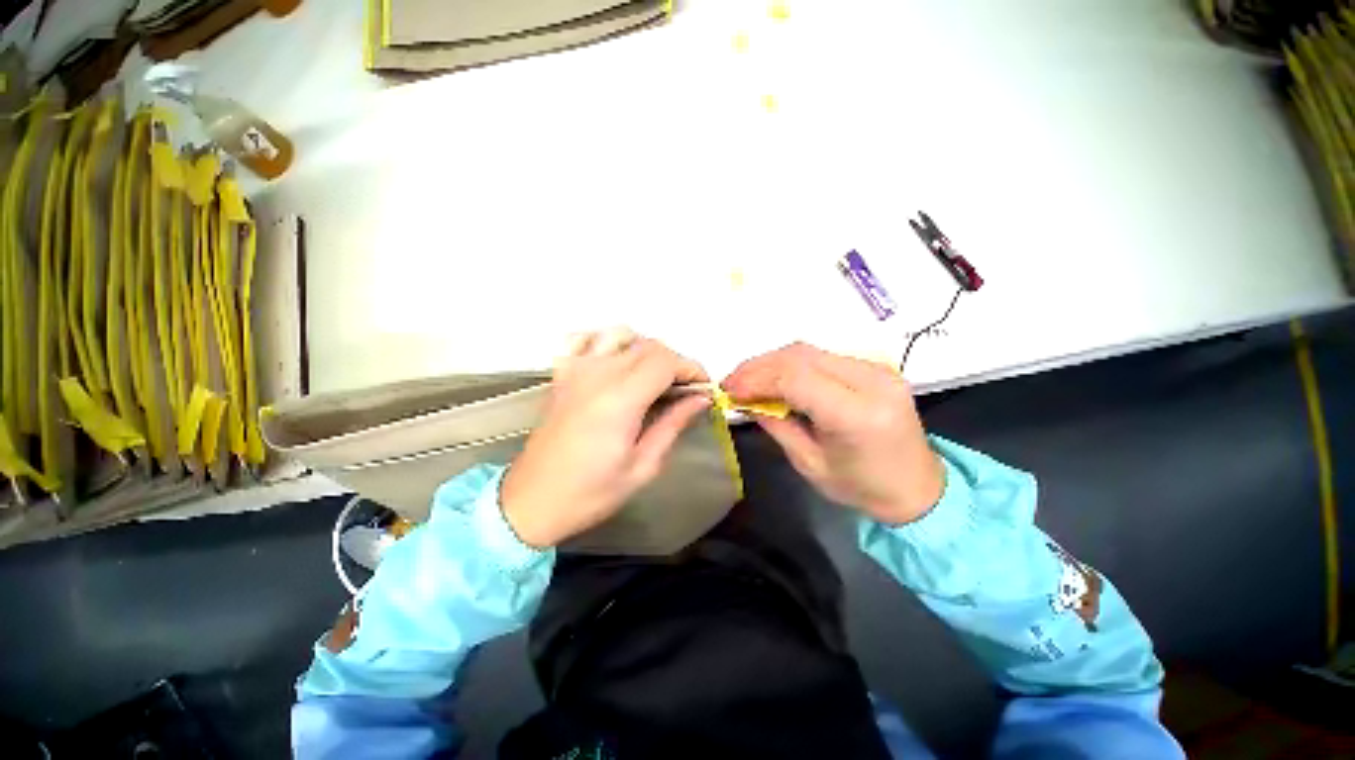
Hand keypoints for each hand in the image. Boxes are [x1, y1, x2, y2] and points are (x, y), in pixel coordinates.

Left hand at [500, 329, 711, 547]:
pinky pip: (585, 340)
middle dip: (675, 363)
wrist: (532, 502)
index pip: (666, 361)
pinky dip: (606, 341)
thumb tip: (700, 399)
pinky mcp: (562, 375)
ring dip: (645, 349)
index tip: (703, 389)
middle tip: (684, 391)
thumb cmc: (590, 493)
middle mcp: (598, 375)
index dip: (691, 369)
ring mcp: (576, 370)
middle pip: (648, 346)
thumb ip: (673, 425)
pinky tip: (615, 361)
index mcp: (621, 399)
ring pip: (620, 335)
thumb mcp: (643, 467)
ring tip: (653, 376)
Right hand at [722, 343, 942, 523]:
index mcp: (857, 414)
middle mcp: (871, 381)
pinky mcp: (874, 367)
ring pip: (809, 350)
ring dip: (772, 362)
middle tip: (732, 382)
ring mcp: (877, 369)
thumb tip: (747, 400)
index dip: (756, 378)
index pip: (796, 378)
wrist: (917, 486)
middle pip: (801, 356)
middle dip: (759, 366)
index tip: (729, 389)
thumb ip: (776, 424)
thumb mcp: (809, 463)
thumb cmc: (862, 486)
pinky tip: (776, 378)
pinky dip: (792, 364)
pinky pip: (822, 356)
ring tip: (748, 379)